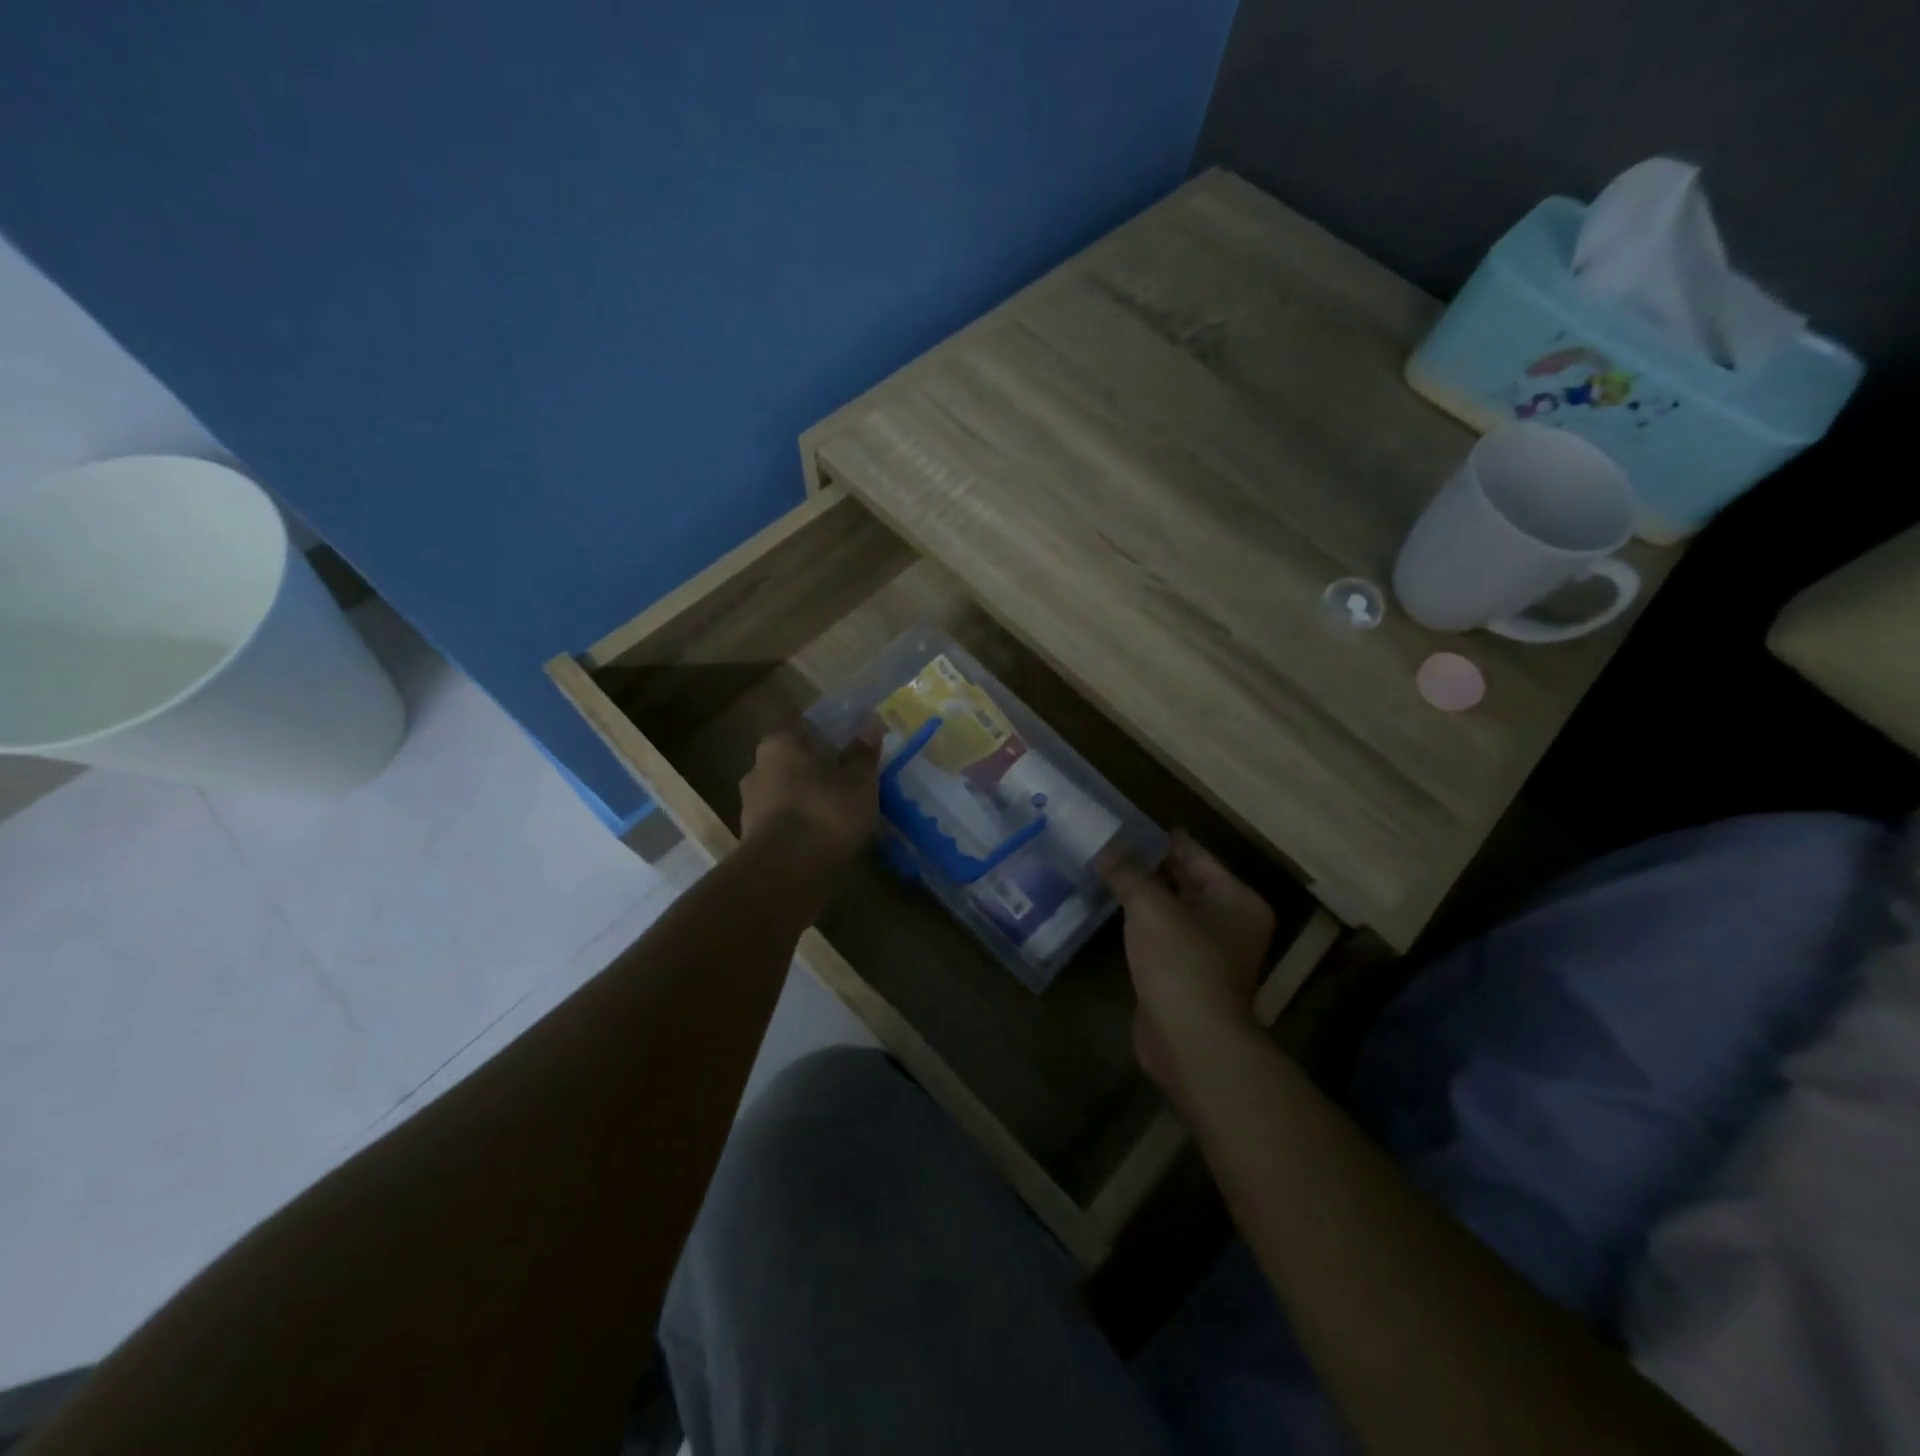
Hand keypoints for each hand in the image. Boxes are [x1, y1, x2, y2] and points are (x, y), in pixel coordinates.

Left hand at [738, 725, 879, 867]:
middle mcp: (757, 768)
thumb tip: (871, 722)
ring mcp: (749, 805)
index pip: (805, 730)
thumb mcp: (858, 782)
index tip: (850, 752)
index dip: (829, 739)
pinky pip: (782, 823)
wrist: (784, 873)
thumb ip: (863, 754)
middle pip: (793, 763)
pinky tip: (821, 839)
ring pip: (786, 794)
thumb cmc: (825, 813)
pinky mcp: (751, 838)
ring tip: (838, 816)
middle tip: (847, 784)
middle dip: (817, 772)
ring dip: (807, 801)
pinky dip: (799, 827)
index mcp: (780, 744)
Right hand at [1100, 830, 1275, 1110]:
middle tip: (1113, 842)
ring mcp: (1209, 954)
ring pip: (1172, 911)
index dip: (1165, 839)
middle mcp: (1230, 924)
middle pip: (1187, 882)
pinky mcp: (1184, 977)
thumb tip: (1105, 846)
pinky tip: (1112, 910)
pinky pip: (1160, 937)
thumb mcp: (1151, 907)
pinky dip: (1140, 923)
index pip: (1197, 856)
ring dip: (1144, 894)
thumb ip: (1128, 872)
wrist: (1191, 1042)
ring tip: (1106, 869)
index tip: (1133, 822)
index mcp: (1237, 901)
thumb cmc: (1182, 963)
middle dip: (1152, 865)